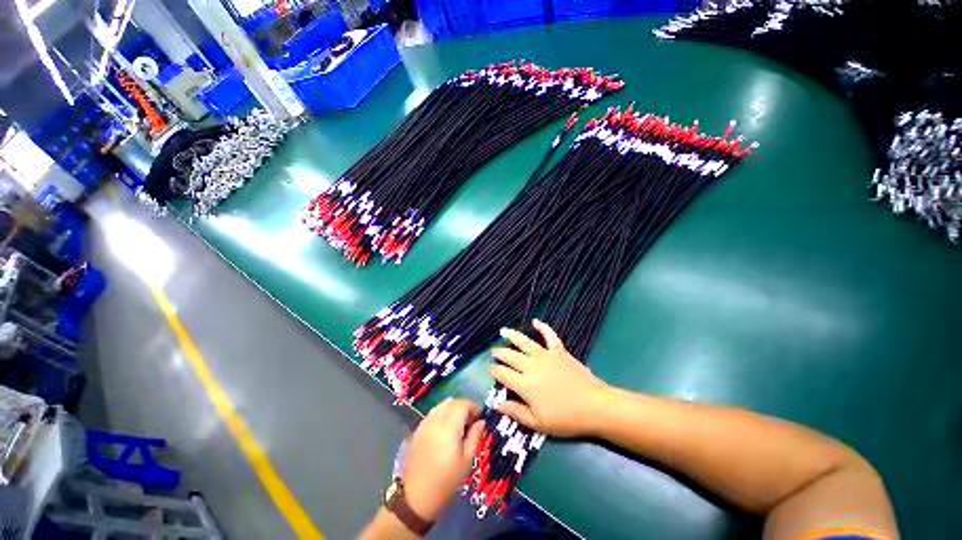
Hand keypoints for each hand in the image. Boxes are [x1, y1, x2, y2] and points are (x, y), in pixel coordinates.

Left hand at [403, 398, 483, 521]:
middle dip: (463, 406)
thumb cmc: (447, 480)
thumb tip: (481, 421)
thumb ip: (475, 436)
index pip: (463, 404)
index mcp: (450, 425)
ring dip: (452, 409)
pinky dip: (441, 415)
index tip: (480, 416)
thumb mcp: (467, 461)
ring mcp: (424, 424)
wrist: (416, 497)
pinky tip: (445, 431)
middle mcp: (436, 419)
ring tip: (458, 425)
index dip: (474, 406)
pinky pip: (432, 414)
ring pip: (441, 406)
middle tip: (471, 420)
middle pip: (451, 402)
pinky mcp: (417, 430)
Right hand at [489, 319, 611, 436]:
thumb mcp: (538, 423)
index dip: (493, 370)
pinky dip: (543, 327)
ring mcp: (545, 356)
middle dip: (499, 353)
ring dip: (513, 336)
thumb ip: (516, 412)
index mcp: (524, 384)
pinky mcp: (559, 351)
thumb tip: (497, 404)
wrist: (594, 406)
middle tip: (494, 352)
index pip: (502, 374)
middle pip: (510, 356)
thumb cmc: (565, 418)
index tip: (489, 368)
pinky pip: (549, 336)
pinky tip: (536, 321)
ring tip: (504, 332)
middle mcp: (531, 366)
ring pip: (525, 342)